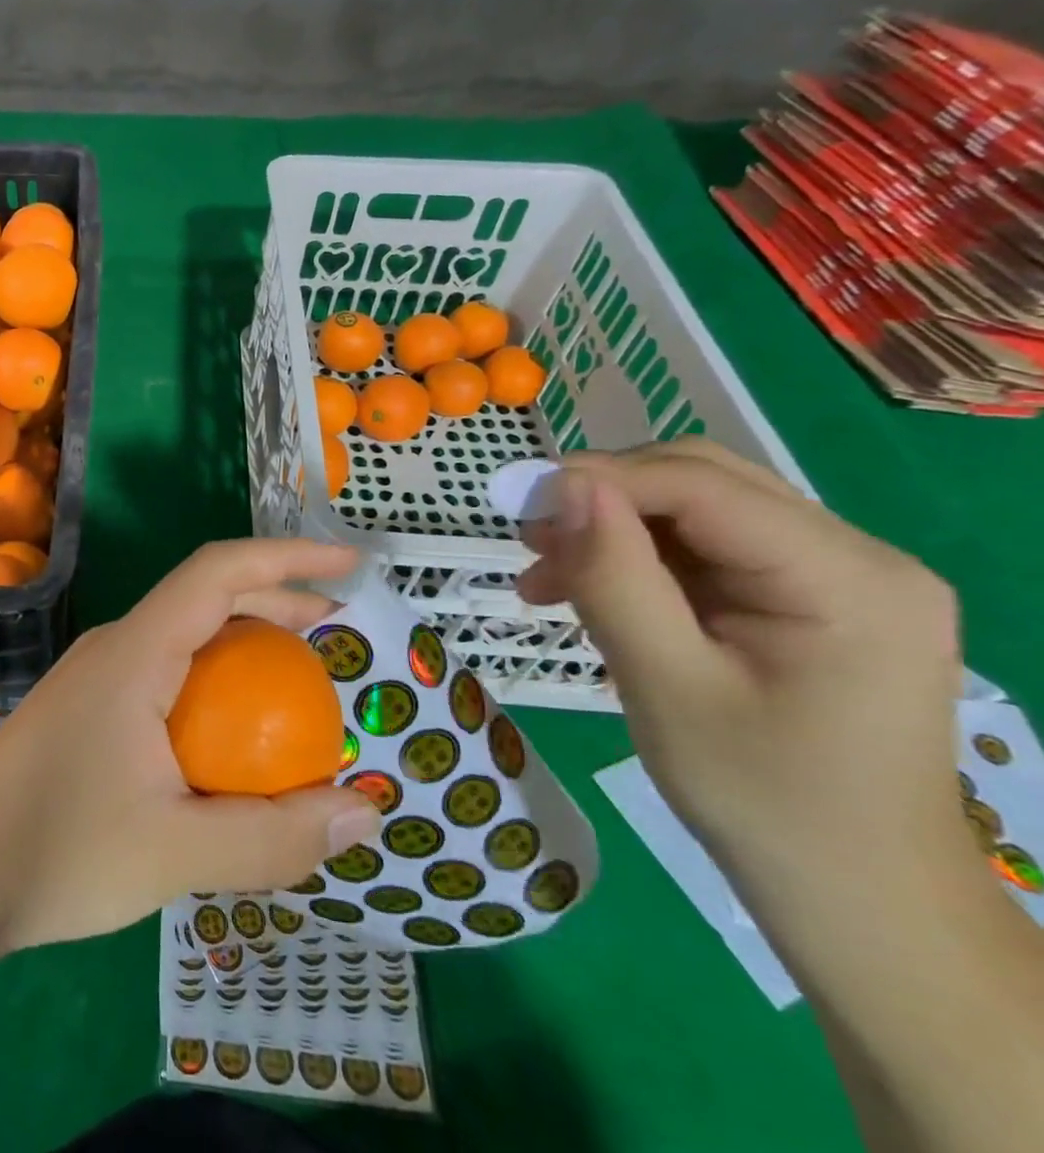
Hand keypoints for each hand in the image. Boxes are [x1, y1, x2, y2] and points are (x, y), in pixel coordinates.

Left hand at [0, 538, 381, 955]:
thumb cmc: (57, 852)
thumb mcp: (177, 854)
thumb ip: (274, 836)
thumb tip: (365, 809)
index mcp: (135, 652)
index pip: (217, 572)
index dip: (286, 557)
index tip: (348, 565)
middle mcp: (115, 647)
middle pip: (204, 596)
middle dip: (275, 599)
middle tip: (336, 632)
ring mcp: (96, 676)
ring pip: (184, 635)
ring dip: (244, 643)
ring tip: (296, 683)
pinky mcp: (86, 708)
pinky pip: (165, 671)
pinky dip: (214, 680)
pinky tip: (230, 734)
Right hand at [517, 439, 973, 900]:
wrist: (857, 897)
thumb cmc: (762, 799)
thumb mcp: (666, 685)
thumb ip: (615, 578)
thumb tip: (565, 488)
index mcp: (848, 578)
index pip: (703, 486)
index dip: (603, 479)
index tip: (517, 501)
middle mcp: (858, 558)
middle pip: (704, 483)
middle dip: (606, 499)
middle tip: (528, 536)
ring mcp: (840, 578)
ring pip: (697, 513)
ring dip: (613, 531)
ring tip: (543, 571)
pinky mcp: (812, 600)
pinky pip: (707, 552)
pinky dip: (638, 561)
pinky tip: (589, 592)